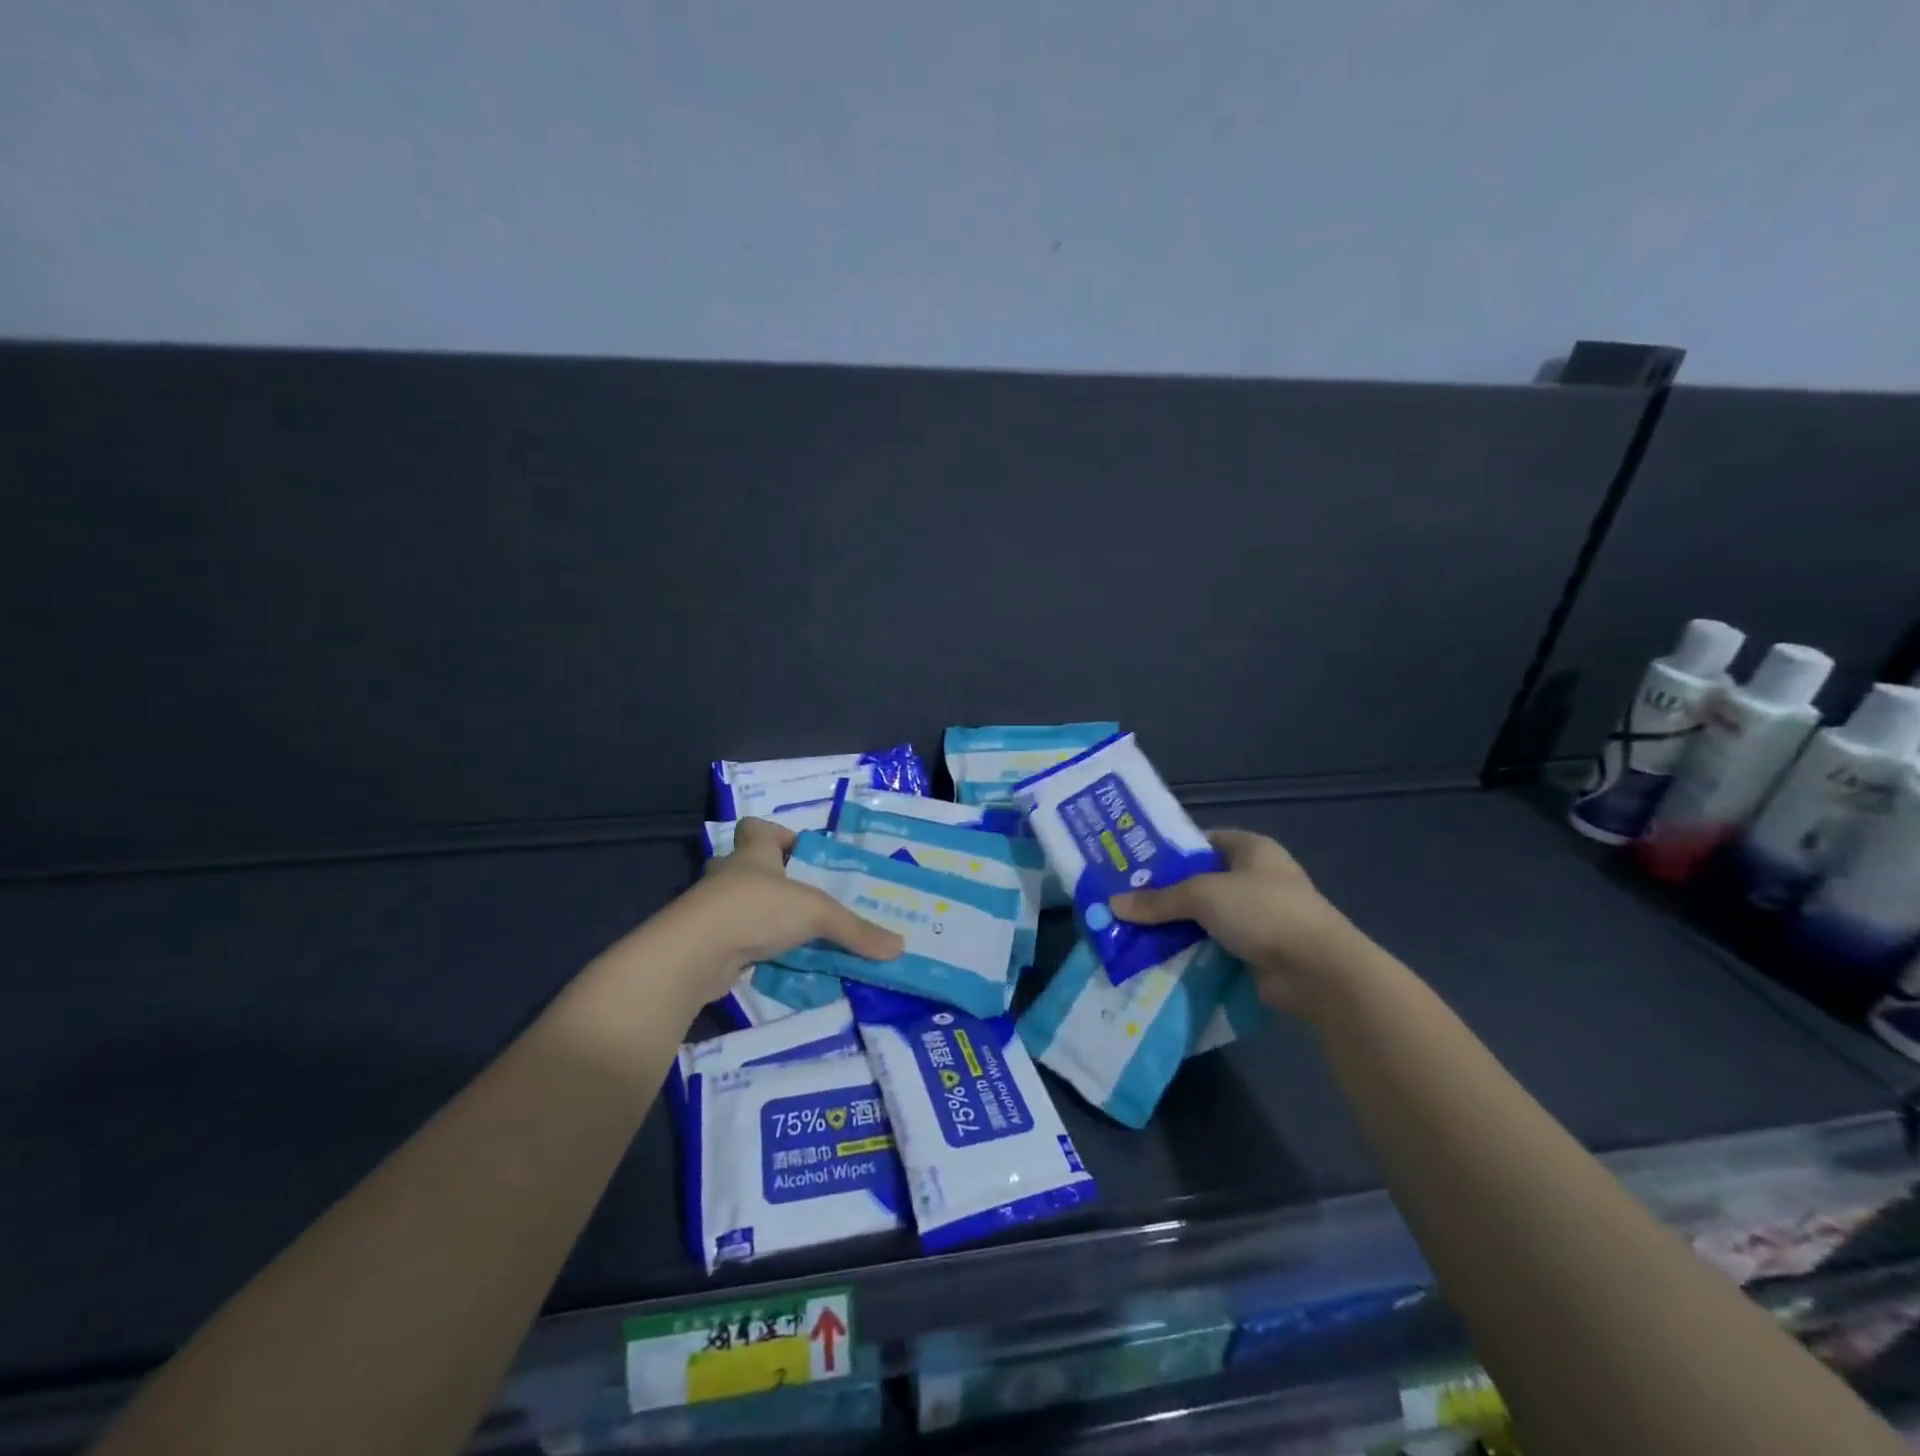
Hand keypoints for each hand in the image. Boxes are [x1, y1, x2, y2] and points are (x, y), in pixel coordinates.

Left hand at [667, 818, 903, 1002]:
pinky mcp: (704, 944)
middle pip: (741, 864)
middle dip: (766, 877)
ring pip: (734, 904)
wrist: (695, 953)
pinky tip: (773, 963)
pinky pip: (731, 939)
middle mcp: (728, 876)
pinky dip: (748, 948)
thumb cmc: (756, 909)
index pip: (755, 828)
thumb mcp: (817, 914)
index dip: (774, 834)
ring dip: (757, 915)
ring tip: (790, 932)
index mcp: (752, 855)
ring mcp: (710, 911)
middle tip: (797, 894)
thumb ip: (855, 930)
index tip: (799, 851)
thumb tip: (899, 947)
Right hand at [1111, 829, 1369, 1013]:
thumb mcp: (1202, 896)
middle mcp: (1257, 878)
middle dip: (1166, 893)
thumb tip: (1113, 904)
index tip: (1134, 865)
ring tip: (1134, 931)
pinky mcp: (1259, 951)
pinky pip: (1215, 946)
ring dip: (1177, 926)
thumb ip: (1158, 900)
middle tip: (1126, 902)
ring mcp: (1260, 916)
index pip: (1203, 841)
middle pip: (1200, 881)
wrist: (1317, 971)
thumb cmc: (1262, 911)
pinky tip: (1160, 957)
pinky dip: (1192, 951)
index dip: (1170, 851)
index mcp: (1252, 849)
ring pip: (1206, 917)